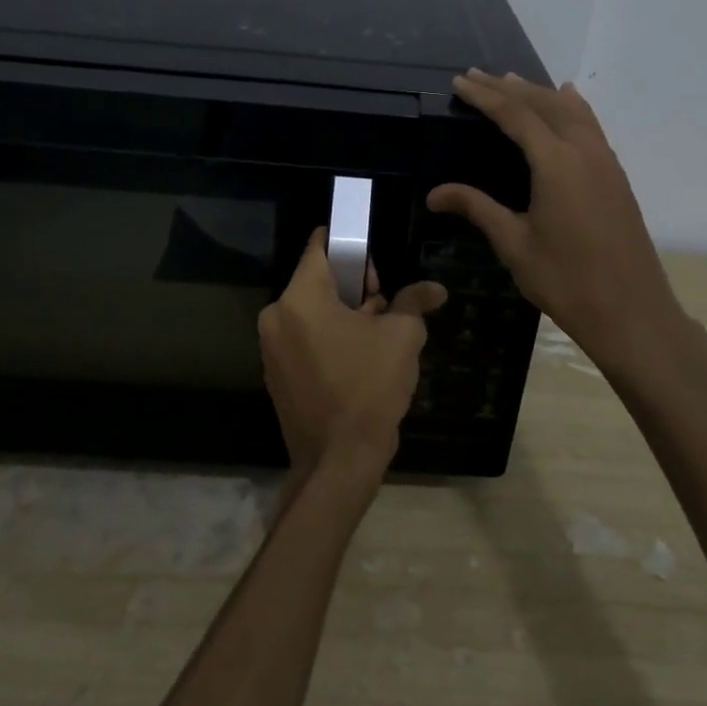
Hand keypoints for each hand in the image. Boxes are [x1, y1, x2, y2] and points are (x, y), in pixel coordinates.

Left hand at [258, 228, 447, 482]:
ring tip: (378, 336)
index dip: (349, 244)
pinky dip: (329, 339)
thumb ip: (414, 302)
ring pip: (312, 312)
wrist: (340, 461)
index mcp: (300, 299)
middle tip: (386, 306)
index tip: (373, 254)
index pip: (319, 248)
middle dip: (353, 287)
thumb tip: (434, 289)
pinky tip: (358, 360)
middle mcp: (276, 317)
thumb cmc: (369, 387)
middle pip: (317, 282)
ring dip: (343, 315)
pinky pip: (304, 339)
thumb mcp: (401, 337)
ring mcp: (272, 349)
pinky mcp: (277, 375)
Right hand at [427, 70, 686, 376]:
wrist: (631, 312)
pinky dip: (572, 108)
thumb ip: (477, 209)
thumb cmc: (566, 281)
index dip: (486, 96)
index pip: (516, 115)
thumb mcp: (515, 244)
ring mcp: (606, 162)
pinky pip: (591, 126)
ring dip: (541, 94)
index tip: (461, 82)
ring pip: (572, 112)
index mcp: (556, 163)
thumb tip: (435, 194)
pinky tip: (568, 103)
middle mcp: (584, 151)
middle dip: (509, 88)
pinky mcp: (616, 177)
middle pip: (544, 105)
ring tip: (514, 82)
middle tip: (478, 76)